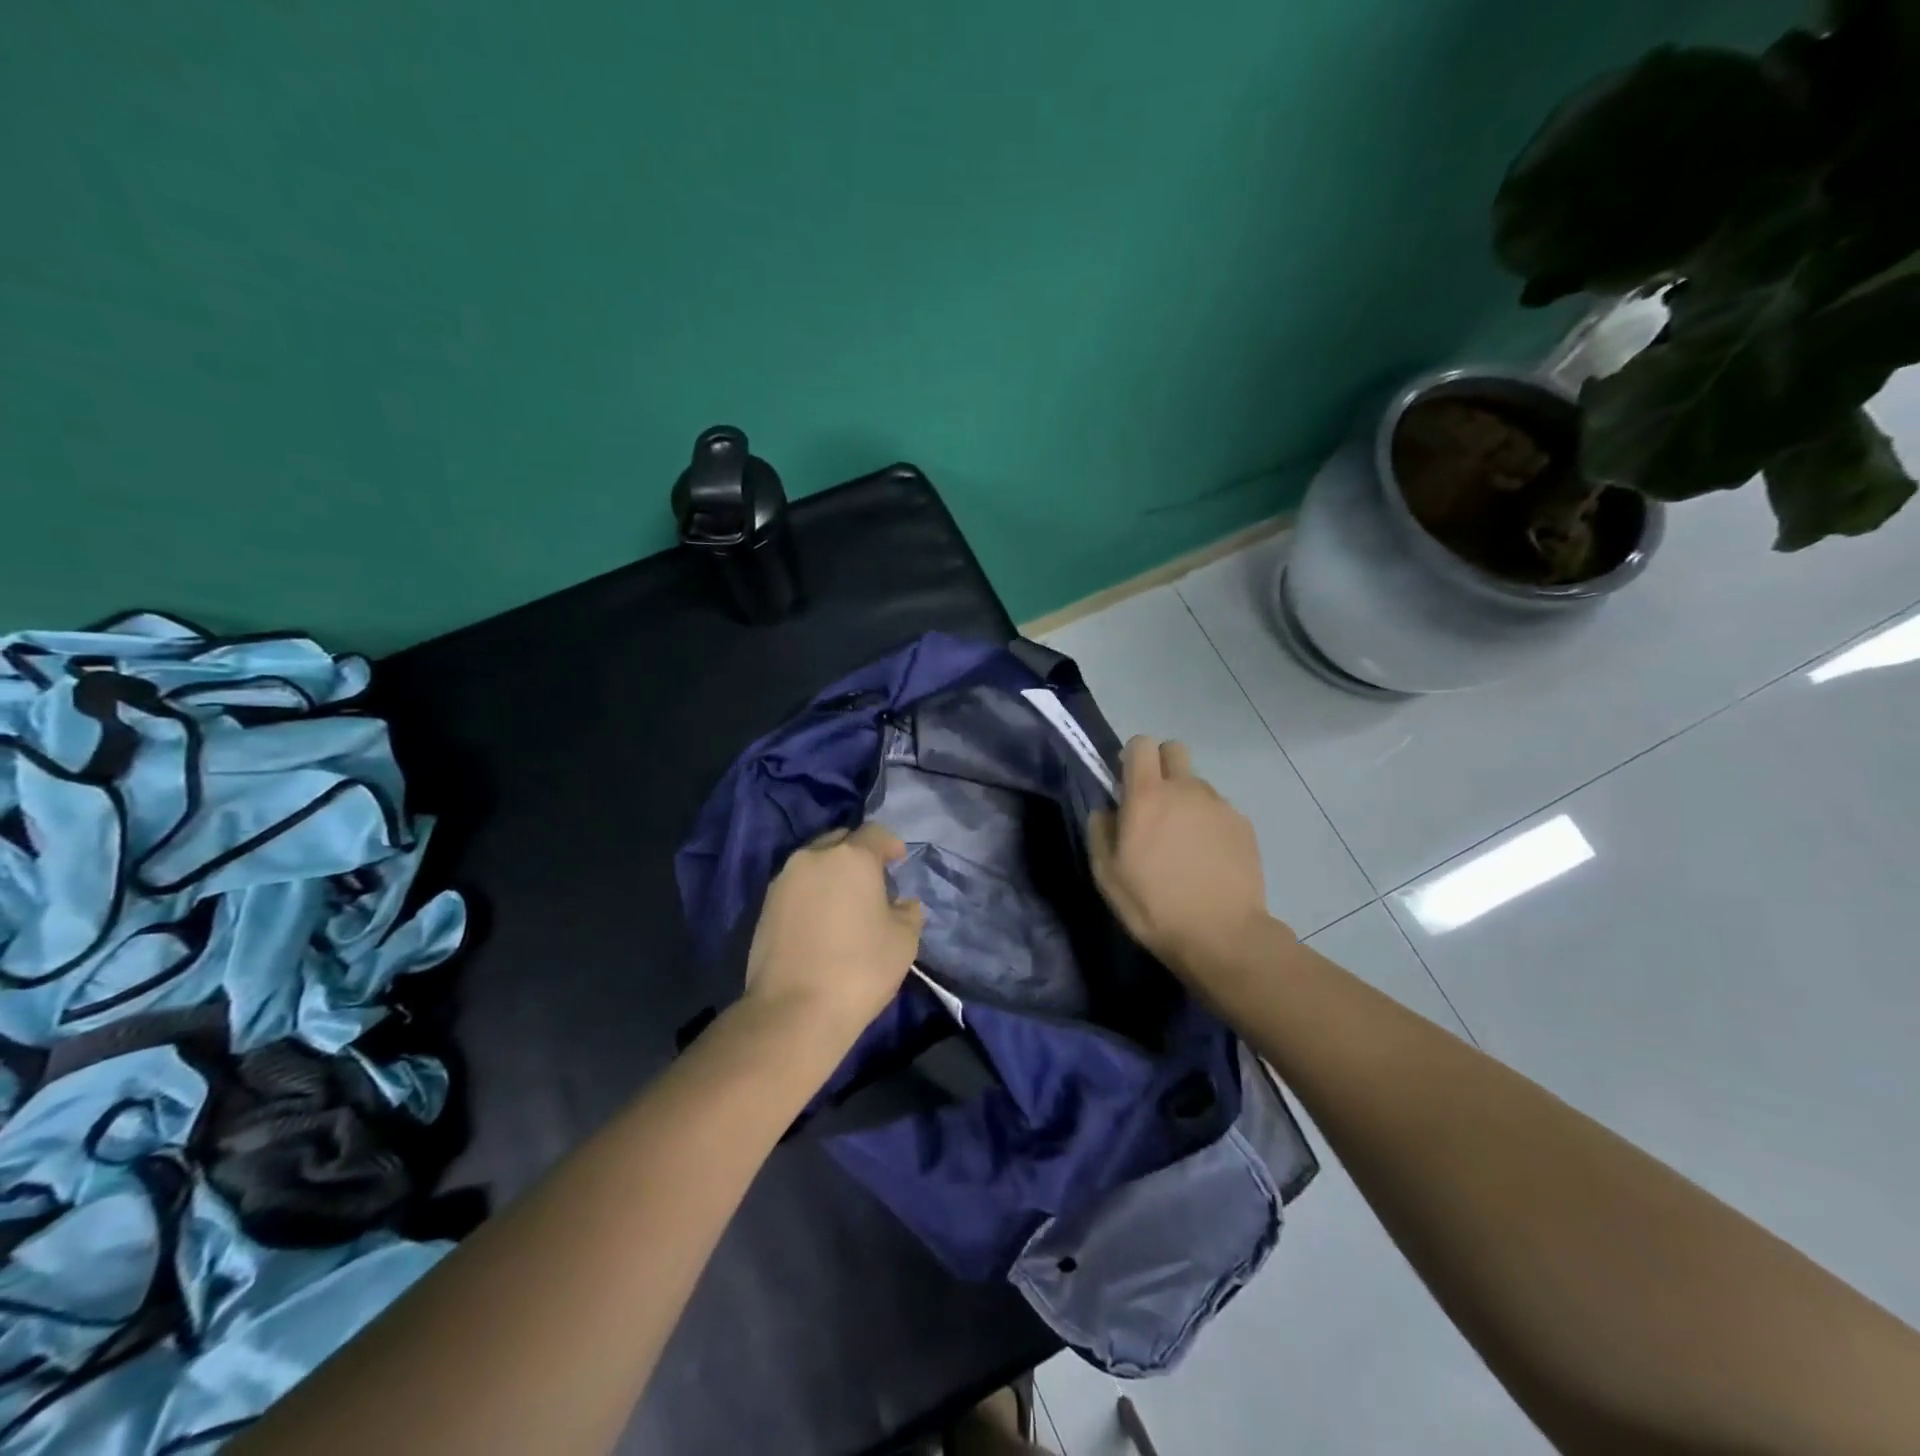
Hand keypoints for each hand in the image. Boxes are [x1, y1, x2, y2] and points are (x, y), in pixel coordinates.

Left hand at [742, 822, 923, 1048]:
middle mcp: (814, 857)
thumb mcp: (904, 941)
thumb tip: (902, 904)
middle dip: (858, 853)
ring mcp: (784, 880)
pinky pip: (796, 886)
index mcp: (852, 856)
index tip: (899, 862)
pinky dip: (812, 893)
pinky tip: (822, 920)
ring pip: (814, 862)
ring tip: (846, 902)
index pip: (876, 833)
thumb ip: (908, 912)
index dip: (891, 845)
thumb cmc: (859, 969)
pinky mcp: (765, 905)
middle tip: (873, 880)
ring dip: (832, 873)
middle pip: (841, 840)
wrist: (794, 1010)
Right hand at [1088, 737, 1284, 980]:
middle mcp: (1185, 789)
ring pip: (1197, 783)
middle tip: (1154, 803)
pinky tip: (1207, 859)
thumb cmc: (1154, 905)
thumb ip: (1100, 832)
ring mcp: (1218, 805)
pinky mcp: (1243, 824)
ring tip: (1183, 842)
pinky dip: (1209, 823)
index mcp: (1147, 796)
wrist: (1222, 934)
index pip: (1141, 745)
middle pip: (1174, 749)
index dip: (1131, 756)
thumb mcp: (1107, 875)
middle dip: (1161, 765)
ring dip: (1186, 799)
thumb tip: (1107, 812)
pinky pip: (1218, 810)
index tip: (1126, 782)